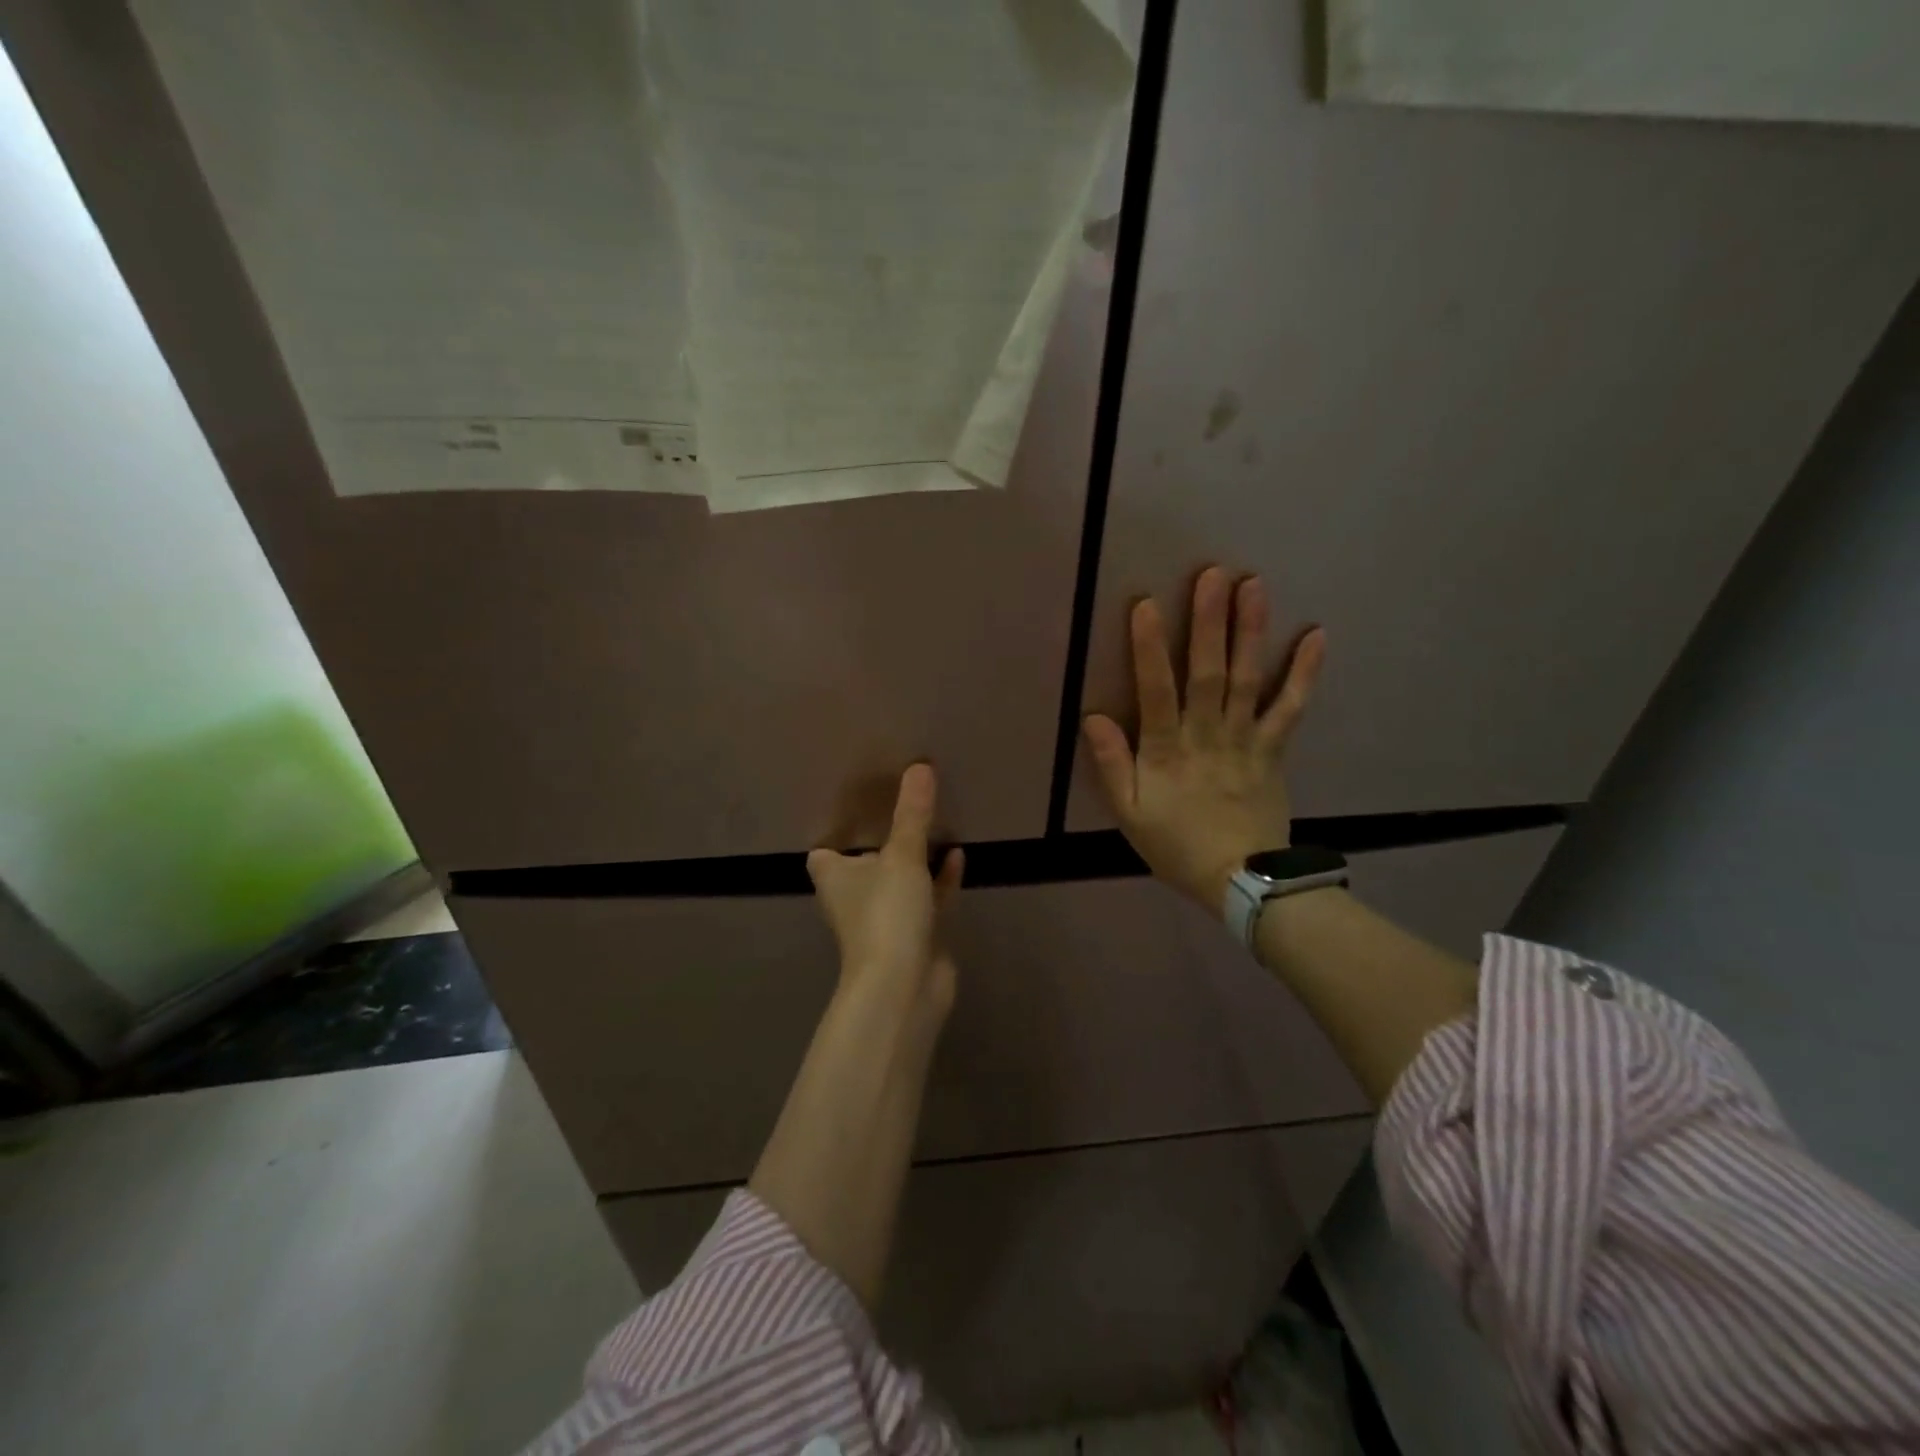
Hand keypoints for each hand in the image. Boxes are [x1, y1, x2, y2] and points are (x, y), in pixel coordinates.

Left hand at [807, 763, 964, 1019]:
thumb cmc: (886, 915)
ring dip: (915, 859)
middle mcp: (855, 897)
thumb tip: (920, 766)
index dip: (836, 834)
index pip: (824, 853)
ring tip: (936, 825)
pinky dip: (940, 880)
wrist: (904, 988)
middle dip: (882, 841)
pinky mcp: (915, 935)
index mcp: (835, 878)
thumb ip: (913, 814)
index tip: (857, 808)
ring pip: (900, 880)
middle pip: (865, 863)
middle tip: (904, 806)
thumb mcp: (902, 857)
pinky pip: (928, 898)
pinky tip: (958, 856)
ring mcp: (886, 918)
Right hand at [1083, 567, 1324, 915]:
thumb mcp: (1129, 815)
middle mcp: (1207, 735)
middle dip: (1209, 623)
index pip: (1156, 692)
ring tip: (1254, 586)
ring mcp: (1246, 740)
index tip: (1147, 605)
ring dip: (1251, 632)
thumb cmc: (1175, 845)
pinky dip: (1305, 674)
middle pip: (1208, 674)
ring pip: (1248, 680)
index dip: (1150, 649)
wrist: (1242, 881)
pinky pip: (1291, 708)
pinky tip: (1316, 637)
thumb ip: (1111, 765)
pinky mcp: (1274, 749)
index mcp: (1166, 751)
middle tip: (1213, 574)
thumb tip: (1093, 716)